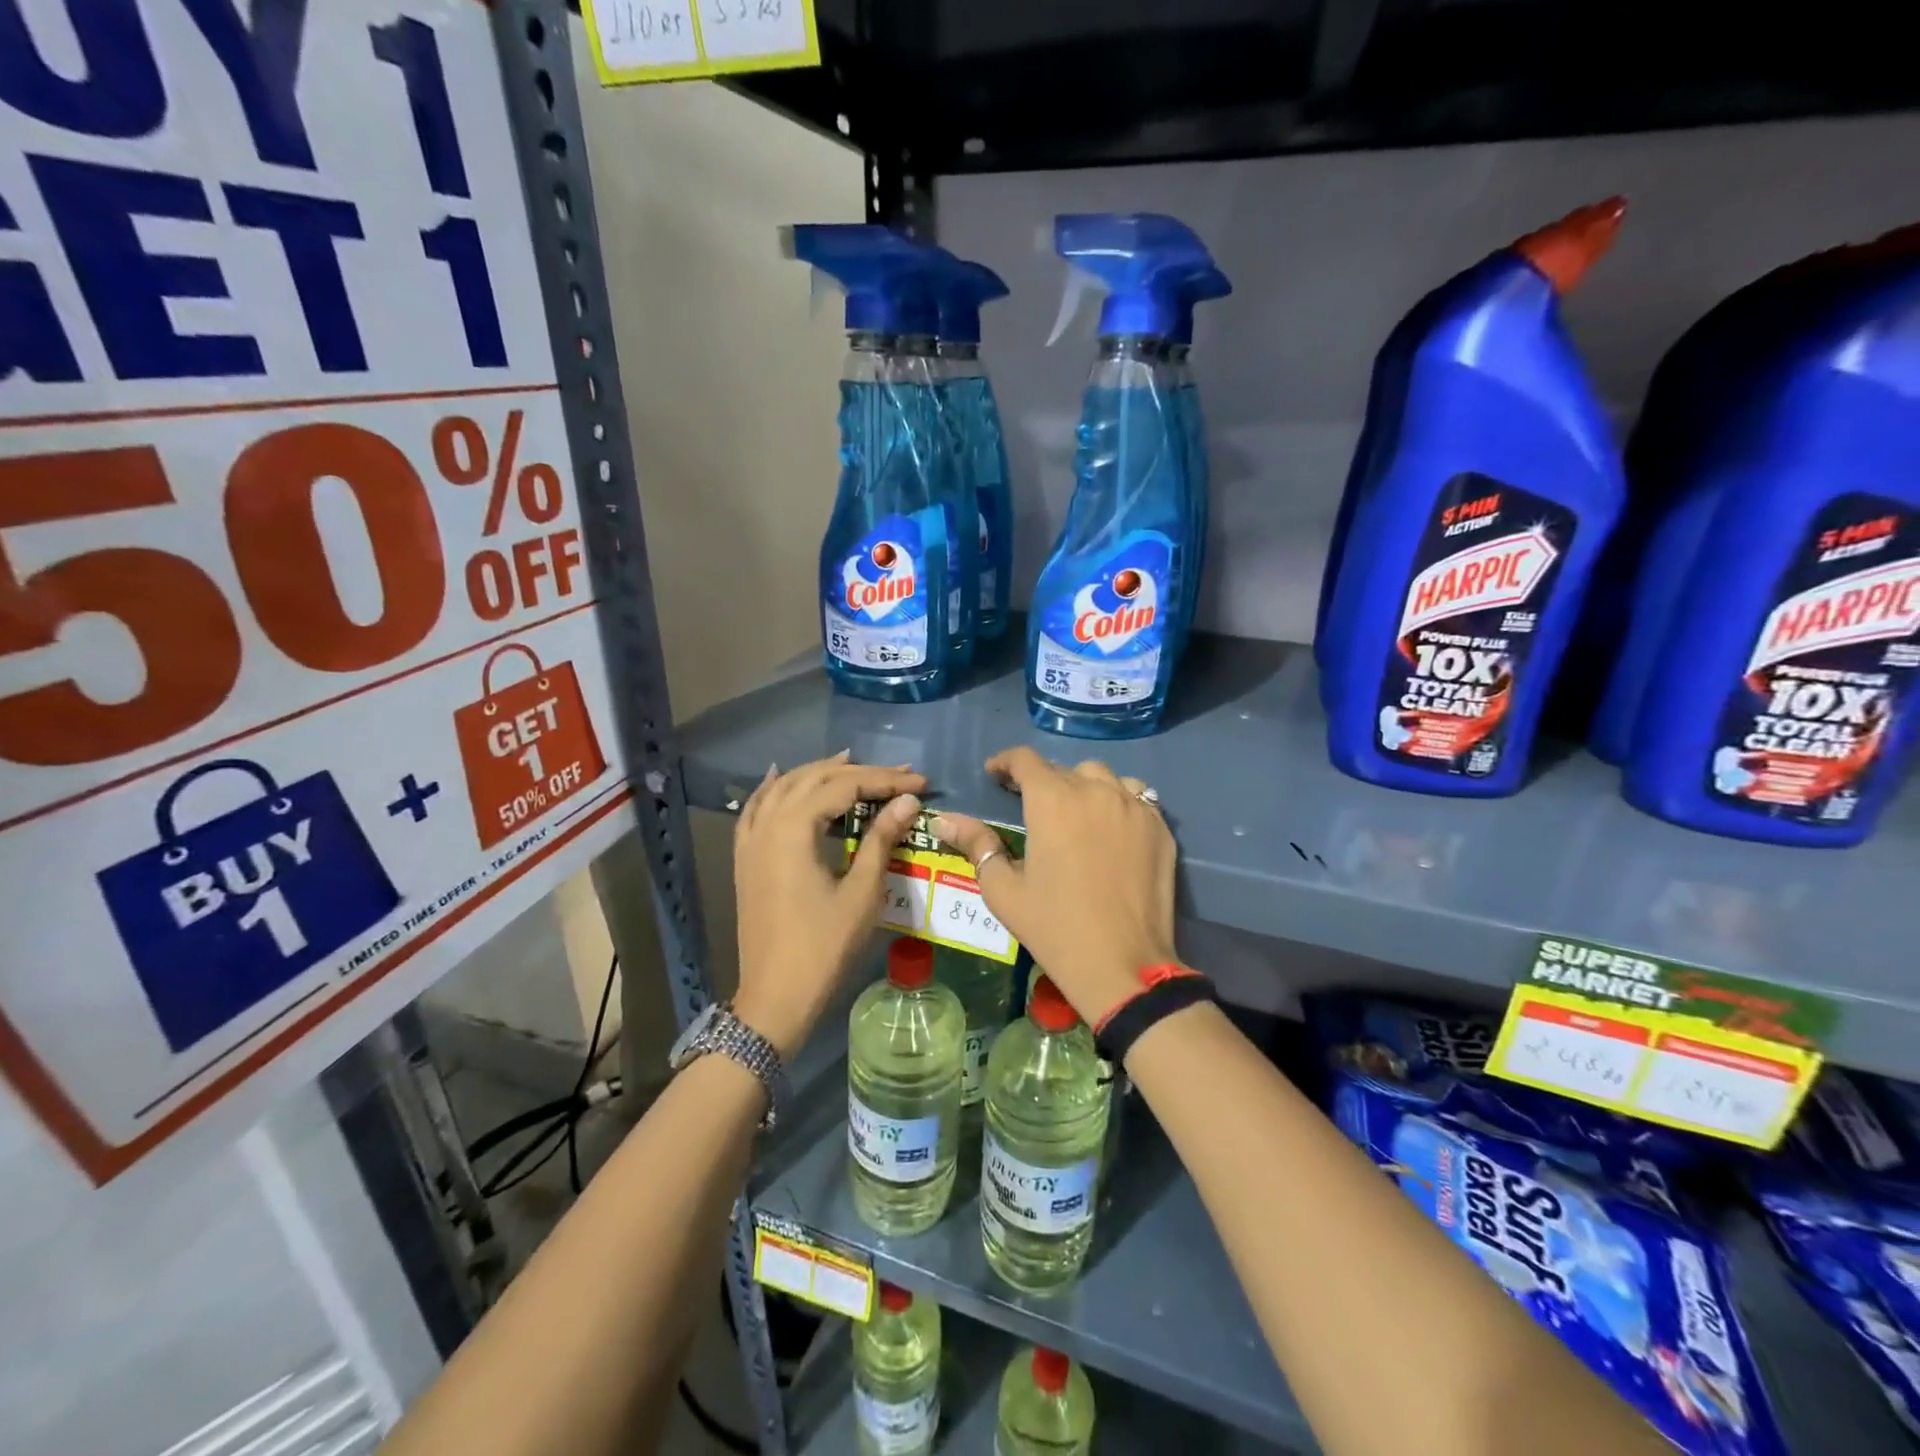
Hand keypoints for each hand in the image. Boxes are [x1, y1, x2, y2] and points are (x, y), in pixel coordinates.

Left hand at [731, 752, 925, 1057]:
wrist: (775, 997)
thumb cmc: (824, 946)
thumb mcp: (862, 892)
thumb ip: (881, 839)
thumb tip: (908, 801)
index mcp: (794, 829)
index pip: (845, 787)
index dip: (886, 780)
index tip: (921, 782)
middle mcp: (767, 824)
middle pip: (815, 780)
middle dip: (859, 772)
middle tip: (899, 774)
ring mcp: (751, 841)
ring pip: (784, 788)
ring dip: (819, 773)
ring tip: (851, 762)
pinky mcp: (746, 858)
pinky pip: (756, 808)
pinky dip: (774, 788)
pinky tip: (782, 777)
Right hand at [933, 747, 1178, 1025]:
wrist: (1123, 964)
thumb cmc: (1054, 927)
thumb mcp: (1003, 889)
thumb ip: (976, 845)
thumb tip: (945, 820)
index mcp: (1052, 800)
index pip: (1025, 760)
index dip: (1005, 762)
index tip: (994, 774)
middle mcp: (1095, 791)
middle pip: (1064, 769)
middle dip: (1043, 781)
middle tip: (1031, 807)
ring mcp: (1133, 807)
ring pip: (1104, 777)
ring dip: (1083, 786)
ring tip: (1075, 812)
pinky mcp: (1160, 828)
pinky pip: (1136, 798)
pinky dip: (1117, 802)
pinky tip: (1110, 828)